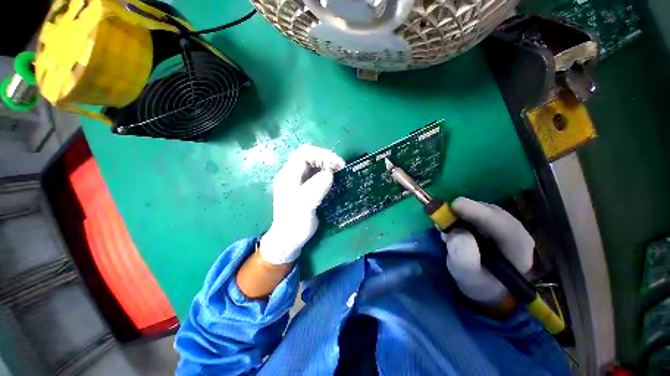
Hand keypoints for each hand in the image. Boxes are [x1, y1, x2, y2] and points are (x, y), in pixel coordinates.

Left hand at [259, 145, 344, 264]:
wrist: (288, 239)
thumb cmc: (294, 223)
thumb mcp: (305, 206)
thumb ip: (316, 188)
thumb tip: (330, 173)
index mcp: (288, 175)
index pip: (304, 154)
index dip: (322, 154)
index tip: (337, 164)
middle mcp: (292, 175)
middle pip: (309, 157)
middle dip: (326, 158)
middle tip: (341, 167)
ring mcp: (298, 181)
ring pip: (314, 165)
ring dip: (327, 165)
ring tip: (339, 172)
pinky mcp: (305, 188)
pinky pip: (316, 174)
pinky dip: (327, 173)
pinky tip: (334, 179)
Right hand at [442, 197, 534, 303]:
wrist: (489, 285)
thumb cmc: (480, 283)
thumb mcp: (468, 276)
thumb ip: (463, 257)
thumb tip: (456, 231)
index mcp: (518, 250)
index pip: (503, 226)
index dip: (479, 213)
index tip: (455, 206)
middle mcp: (517, 232)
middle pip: (493, 212)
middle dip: (467, 211)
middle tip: (443, 216)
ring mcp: (507, 224)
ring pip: (484, 209)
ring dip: (462, 213)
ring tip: (446, 227)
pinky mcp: (495, 221)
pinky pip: (479, 210)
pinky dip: (462, 213)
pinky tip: (453, 225)